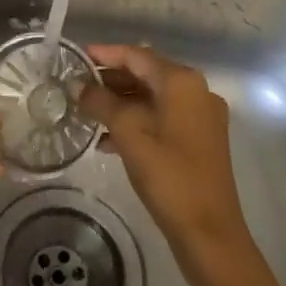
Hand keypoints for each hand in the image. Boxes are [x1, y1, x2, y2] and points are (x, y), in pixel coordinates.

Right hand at [79, 46, 285, 285]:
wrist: (209, 232)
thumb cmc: (168, 175)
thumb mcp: (128, 133)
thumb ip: (101, 103)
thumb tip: (79, 86)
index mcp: (182, 82)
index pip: (137, 55)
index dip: (105, 54)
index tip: (76, 56)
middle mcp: (196, 92)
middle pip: (146, 74)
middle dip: (110, 79)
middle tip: (76, 86)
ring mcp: (201, 118)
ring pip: (153, 98)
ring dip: (121, 102)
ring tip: (86, 111)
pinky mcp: (199, 142)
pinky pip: (161, 119)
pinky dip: (136, 122)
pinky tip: (107, 139)